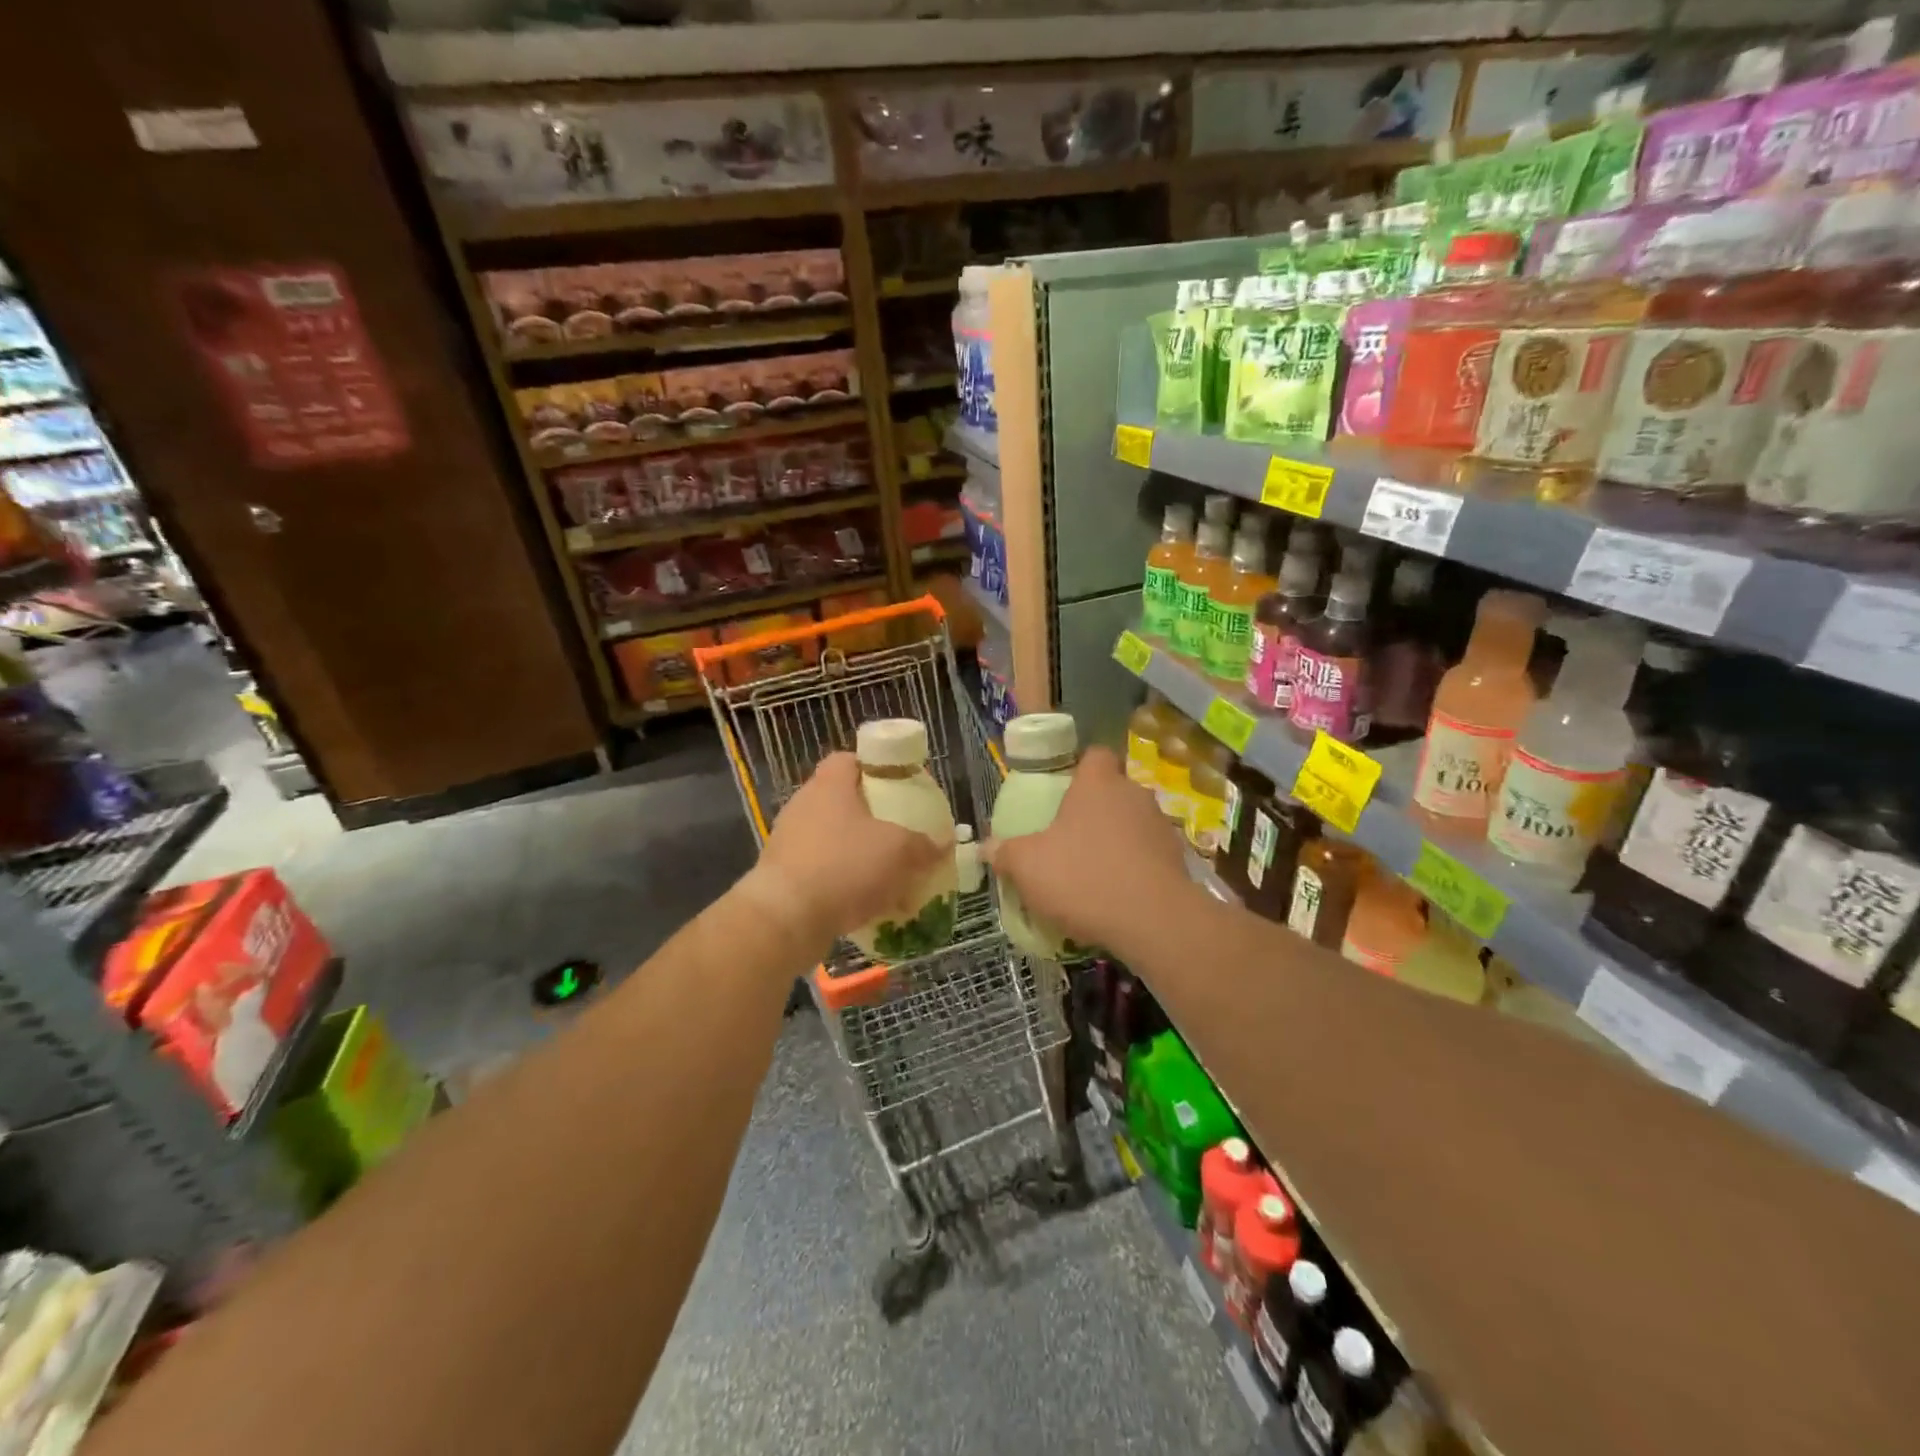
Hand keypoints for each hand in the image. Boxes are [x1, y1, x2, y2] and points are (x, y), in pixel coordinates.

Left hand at [738, 752, 946, 956]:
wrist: (785, 919)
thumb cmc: (844, 867)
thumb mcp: (899, 851)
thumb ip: (925, 845)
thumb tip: (943, 844)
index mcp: (829, 785)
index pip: (849, 759)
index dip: (875, 767)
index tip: (899, 785)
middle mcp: (804, 806)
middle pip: (843, 801)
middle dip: (873, 817)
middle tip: (900, 832)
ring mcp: (789, 842)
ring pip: (834, 839)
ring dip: (860, 854)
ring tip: (889, 874)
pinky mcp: (783, 877)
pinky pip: (822, 871)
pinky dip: (844, 883)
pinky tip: (867, 904)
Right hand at [984, 746, 1191, 951]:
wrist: (1154, 921)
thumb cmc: (1083, 877)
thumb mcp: (1028, 866)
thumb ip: (1005, 853)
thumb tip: (986, 847)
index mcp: (1098, 784)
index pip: (1095, 756)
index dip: (1081, 769)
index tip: (1065, 791)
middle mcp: (1134, 795)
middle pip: (1114, 790)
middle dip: (1096, 809)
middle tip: (1071, 836)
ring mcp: (1161, 827)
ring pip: (1134, 823)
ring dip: (1118, 839)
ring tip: (1095, 869)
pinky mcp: (1178, 860)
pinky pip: (1149, 855)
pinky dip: (1135, 867)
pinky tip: (1118, 894)